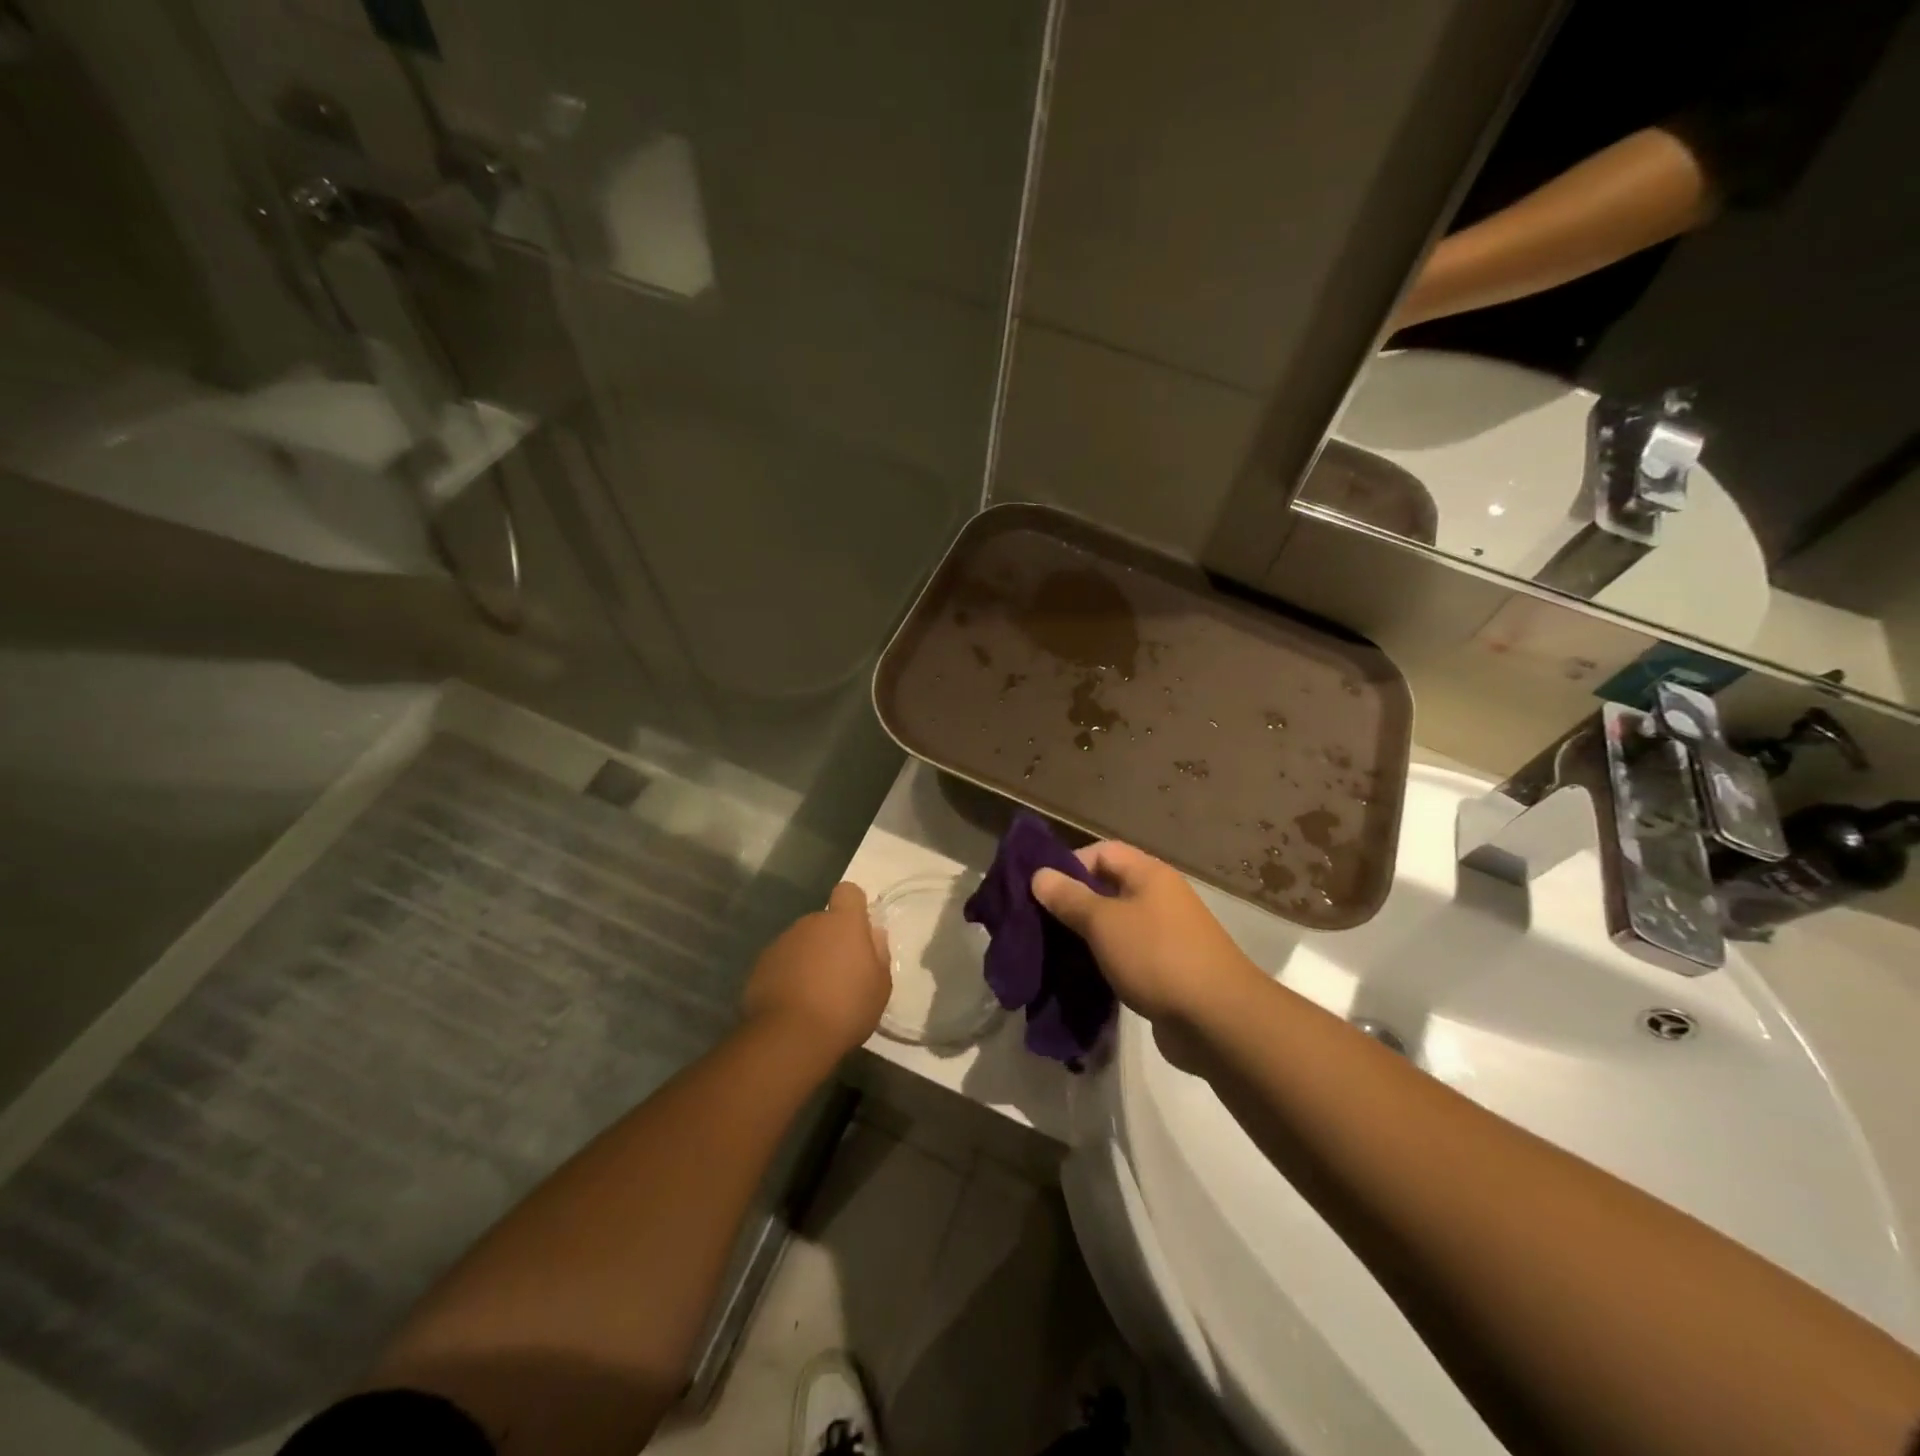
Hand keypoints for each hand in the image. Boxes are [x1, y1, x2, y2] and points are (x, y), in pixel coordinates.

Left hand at [741, 883, 890, 1058]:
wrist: (790, 1038)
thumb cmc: (846, 1009)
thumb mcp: (880, 987)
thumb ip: (878, 954)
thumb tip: (873, 935)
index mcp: (843, 923)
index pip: (848, 892)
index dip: (854, 906)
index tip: (858, 931)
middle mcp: (810, 923)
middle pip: (824, 921)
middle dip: (831, 940)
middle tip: (840, 974)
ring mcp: (782, 942)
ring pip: (802, 942)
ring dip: (809, 958)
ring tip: (815, 994)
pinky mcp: (760, 965)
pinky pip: (782, 962)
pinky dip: (788, 975)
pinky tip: (794, 1004)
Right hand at [1031, 843, 1259, 1025]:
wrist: (1218, 1020)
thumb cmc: (1157, 957)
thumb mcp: (1103, 922)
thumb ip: (1069, 898)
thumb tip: (1039, 874)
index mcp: (1149, 874)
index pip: (1102, 852)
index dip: (1069, 864)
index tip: (1041, 891)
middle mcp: (1160, 897)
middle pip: (1108, 887)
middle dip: (1074, 902)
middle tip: (1040, 923)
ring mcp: (1166, 934)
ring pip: (1116, 923)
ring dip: (1087, 935)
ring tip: (1054, 951)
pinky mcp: (1167, 968)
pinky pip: (1128, 953)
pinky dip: (1105, 960)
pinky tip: (1082, 975)